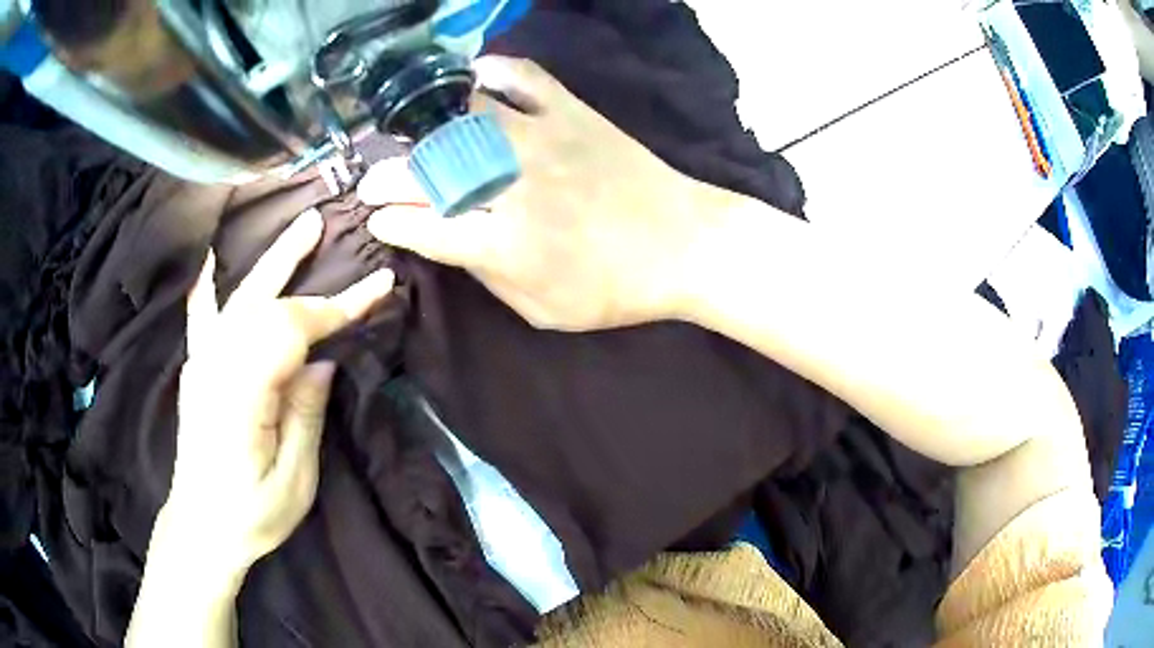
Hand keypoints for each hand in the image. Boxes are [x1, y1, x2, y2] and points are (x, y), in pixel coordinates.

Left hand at [162, 209, 393, 574]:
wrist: (201, 527)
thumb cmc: (252, 515)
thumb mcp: (295, 481)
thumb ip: (306, 415)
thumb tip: (323, 361)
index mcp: (240, 398)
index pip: (289, 332)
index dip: (334, 307)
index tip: (377, 288)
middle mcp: (214, 369)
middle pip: (260, 304)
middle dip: (297, 265)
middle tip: (324, 224)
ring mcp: (201, 365)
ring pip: (237, 299)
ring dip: (267, 261)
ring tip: (296, 229)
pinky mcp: (197, 370)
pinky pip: (199, 317)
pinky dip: (207, 283)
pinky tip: (211, 258)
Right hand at [366, 56, 741, 330]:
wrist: (684, 243)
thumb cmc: (614, 289)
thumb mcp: (543, 309)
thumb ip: (489, 275)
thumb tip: (450, 241)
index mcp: (506, 245)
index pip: (425, 227)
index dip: (391, 222)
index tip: (375, 218)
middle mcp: (513, 186)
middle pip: (431, 172)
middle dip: (388, 178)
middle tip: (373, 180)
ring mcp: (542, 140)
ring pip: (463, 119)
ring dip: (424, 128)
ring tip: (410, 137)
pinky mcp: (572, 112)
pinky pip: (522, 77)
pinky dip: (491, 72)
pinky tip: (471, 80)